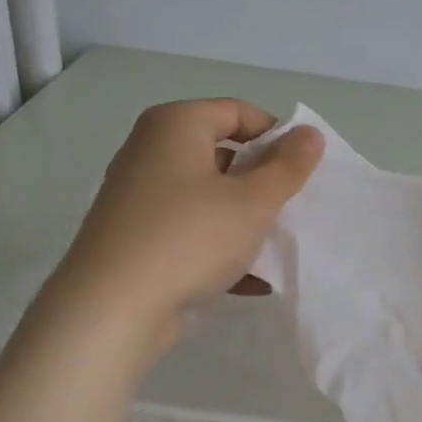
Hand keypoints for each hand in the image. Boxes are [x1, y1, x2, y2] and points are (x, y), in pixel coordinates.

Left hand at [56, 99, 322, 341]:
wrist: (111, 310)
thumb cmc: (189, 237)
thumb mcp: (253, 200)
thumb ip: (288, 166)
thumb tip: (310, 134)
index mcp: (175, 125)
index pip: (238, 111)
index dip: (276, 136)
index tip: (302, 170)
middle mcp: (150, 151)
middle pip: (222, 154)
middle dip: (262, 182)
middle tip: (292, 208)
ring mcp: (139, 197)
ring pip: (208, 197)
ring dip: (245, 219)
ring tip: (276, 246)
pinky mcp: (136, 238)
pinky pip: (190, 231)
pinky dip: (219, 247)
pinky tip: (252, 280)